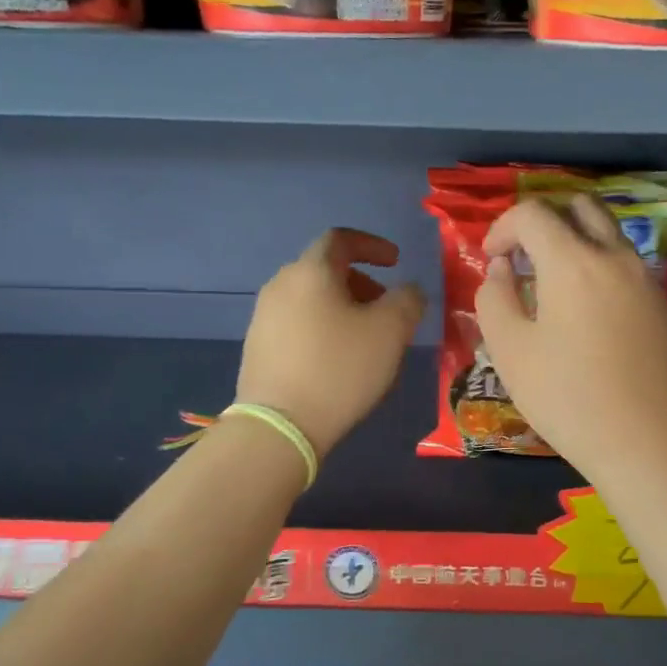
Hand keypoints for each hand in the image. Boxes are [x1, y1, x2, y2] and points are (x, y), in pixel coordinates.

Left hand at [236, 228, 424, 459]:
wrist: (280, 426)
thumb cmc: (340, 368)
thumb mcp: (391, 332)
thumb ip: (408, 300)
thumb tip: (409, 291)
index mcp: (310, 271)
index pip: (341, 239)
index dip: (372, 245)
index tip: (396, 262)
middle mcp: (280, 285)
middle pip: (325, 270)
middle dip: (361, 282)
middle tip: (385, 308)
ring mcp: (264, 318)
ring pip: (311, 299)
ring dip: (343, 308)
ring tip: (366, 340)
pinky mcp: (258, 348)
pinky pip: (298, 324)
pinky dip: (323, 329)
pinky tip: (338, 361)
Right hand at [475, 196, 666, 481]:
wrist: (644, 439)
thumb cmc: (566, 396)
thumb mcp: (510, 350)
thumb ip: (494, 297)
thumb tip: (501, 268)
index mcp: (573, 261)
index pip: (534, 213)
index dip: (503, 227)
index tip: (491, 258)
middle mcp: (614, 256)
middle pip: (580, 206)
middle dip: (545, 220)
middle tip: (524, 257)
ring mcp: (644, 279)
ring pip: (608, 233)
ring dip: (574, 241)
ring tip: (552, 283)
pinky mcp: (660, 304)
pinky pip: (624, 263)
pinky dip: (598, 265)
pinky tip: (584, 309)